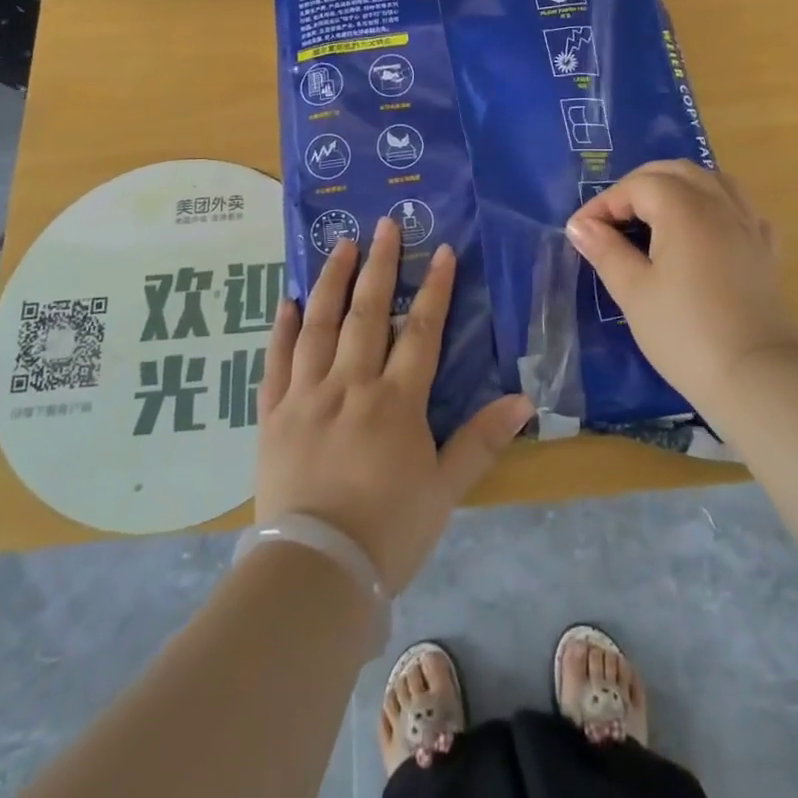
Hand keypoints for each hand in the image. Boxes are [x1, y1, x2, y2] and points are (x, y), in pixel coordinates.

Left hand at [254, 219, 532, 594]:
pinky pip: (276, 361)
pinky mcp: (272, 414)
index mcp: (396, 401)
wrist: (314, 573)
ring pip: (318, 324)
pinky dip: (282, 328)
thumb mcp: (445, 489)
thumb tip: (525, 400)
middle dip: (380, 265)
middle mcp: (350, 385)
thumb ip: (482, 440)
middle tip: (385, 224)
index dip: (435, 288)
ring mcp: (306, 395)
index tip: (443, 250)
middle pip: (366, 312)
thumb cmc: (388, 531)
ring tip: (341, 245)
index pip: (421, 331)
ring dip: (331, 280)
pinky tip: (287, 301)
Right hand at [567, 160, 797, 417]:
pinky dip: (715, 206)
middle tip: (613, 219)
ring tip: (655, 216)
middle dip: (638, 186)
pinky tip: (705, 230)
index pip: (637, 186)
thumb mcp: (633, 292)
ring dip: (678, 187)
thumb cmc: (685, 333)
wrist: (757, 377)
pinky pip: (740, 208)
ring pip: (712, 180)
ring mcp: (748, 225)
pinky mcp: (765, 250)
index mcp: (683, 209)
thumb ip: (606, 251)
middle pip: (675, 171)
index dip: (604, 203)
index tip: (581, 232)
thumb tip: (580, 226)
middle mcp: (719, 204)